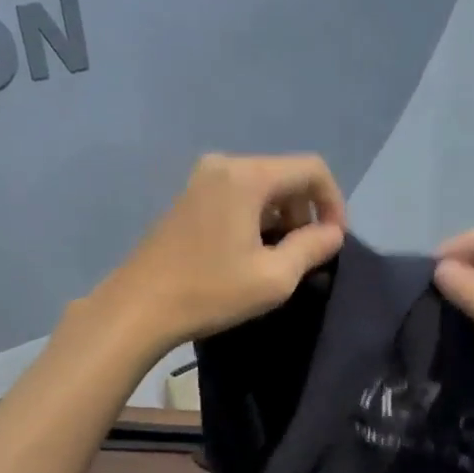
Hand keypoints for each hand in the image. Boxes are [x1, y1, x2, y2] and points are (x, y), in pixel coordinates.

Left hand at [105, 153, 346, 347]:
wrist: (138, 307)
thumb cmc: (210, 292)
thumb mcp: (274, 277)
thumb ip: (312, 247)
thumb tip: (333, 233)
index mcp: (247, 176)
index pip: (312, 169)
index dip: (334, 203)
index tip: (334, 241)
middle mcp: (224, 165)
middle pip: (286, 175)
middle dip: (306, 211)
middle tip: (308, 255)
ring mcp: (202, 180)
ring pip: (262, 187)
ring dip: (282, 217)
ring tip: (282, 259)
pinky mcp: (189, 198)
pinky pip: (238, 196)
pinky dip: (257, 218)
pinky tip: (252, 254)